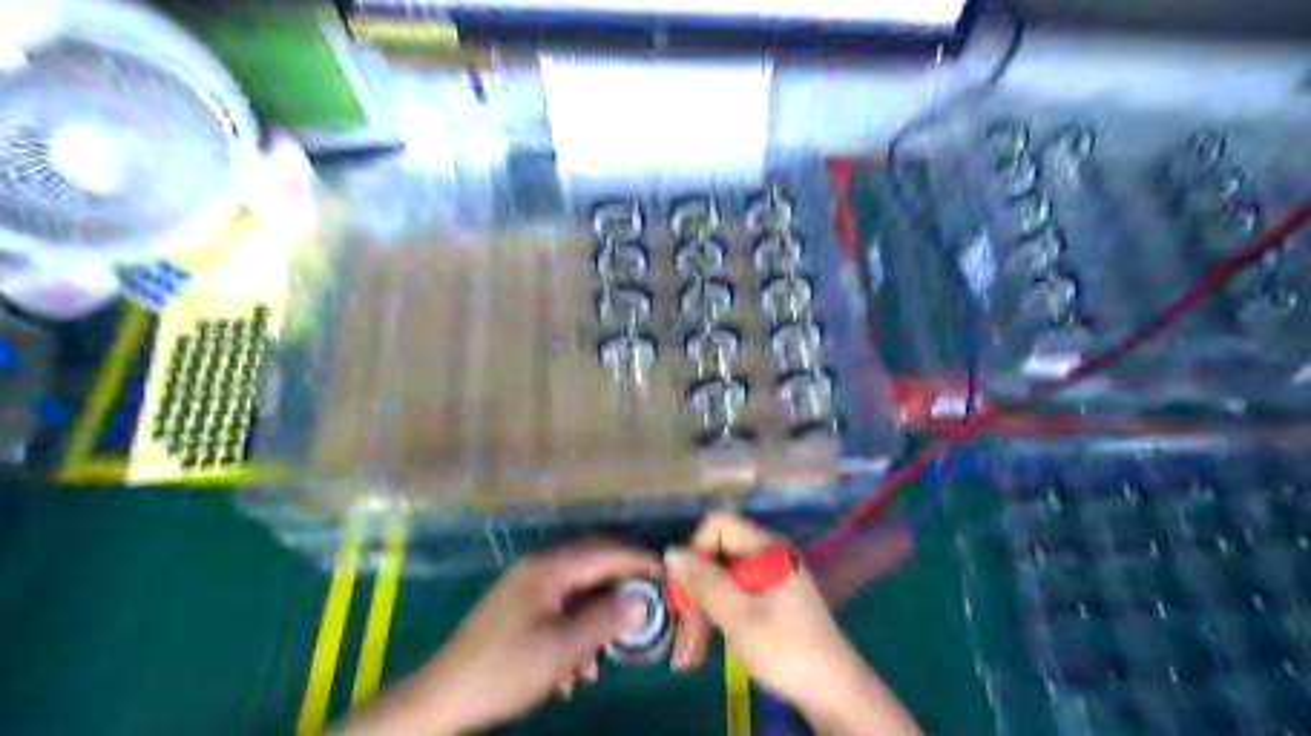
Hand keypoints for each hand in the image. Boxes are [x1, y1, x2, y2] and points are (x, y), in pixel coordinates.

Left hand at [339, 538, 656, 732]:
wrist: (442, 698)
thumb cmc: (506, 669)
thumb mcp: (563, 649)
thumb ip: (605, 619)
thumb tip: (642, 600)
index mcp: (550, 568)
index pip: (606, 552)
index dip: (640, 561)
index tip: (669, 574)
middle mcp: (539, 567)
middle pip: (593, 564)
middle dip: (622, 584)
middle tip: (650, 603)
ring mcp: (526, 586)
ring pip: (577, 589)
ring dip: (598, 614)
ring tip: (610, 649)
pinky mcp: (518, 607)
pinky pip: (560, 606)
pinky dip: (576, 628)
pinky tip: (577, 667)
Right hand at [670, 511, 912, 735]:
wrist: (833, 691)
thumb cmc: (785, 648)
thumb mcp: (738, 615)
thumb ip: (704, 581)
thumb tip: (671, 552)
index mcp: (765, 547)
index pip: (718, 525)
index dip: (696, 550)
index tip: (686, 588)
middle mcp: (767, 555)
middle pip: (717, 555)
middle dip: (694, 591)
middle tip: (681, 632)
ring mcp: (770, 578)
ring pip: (721, 580)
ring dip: (701, 611)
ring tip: (687, 653)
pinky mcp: (770, 601)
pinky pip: (734, 596)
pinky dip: (716, 618)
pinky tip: (703, 648)